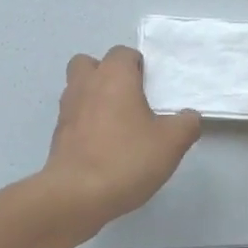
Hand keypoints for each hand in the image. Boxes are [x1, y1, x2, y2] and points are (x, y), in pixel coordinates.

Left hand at [42, 47, 201, 229]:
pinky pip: (73, 116)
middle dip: (107, 74)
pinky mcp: (58, 134)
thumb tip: (189, 117)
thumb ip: (186, 124)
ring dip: (93, 97)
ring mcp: (67, 108)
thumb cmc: (126, 158)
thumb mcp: (171, 143)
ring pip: (78, 88)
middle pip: (90, 63)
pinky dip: (85, 123)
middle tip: (128, 98)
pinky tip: (102, 146)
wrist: (77, 194)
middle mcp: (86, 84)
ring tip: (116, 123)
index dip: (138, 66)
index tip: (151, 88)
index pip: (123, 53)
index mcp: (113, 76)